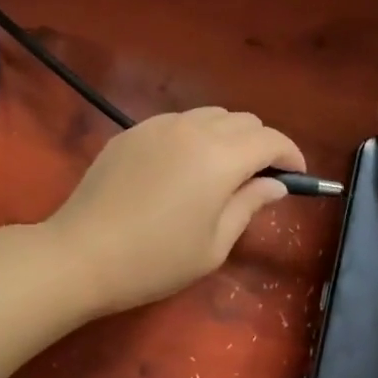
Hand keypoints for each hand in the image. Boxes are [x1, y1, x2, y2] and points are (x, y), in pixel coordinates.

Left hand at [45, 109, 305, 314]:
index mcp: (220, 157)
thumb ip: (249, 206)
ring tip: (221, 172)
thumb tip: (275, 185)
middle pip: (243, 120)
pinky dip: (194, 136)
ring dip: (227, 136)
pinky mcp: (130, 132)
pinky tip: (181, 169)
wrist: (81, 255)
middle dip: (260, 144)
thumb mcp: (214, 245)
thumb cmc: (154, 261)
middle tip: (259, 179)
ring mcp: (156, 126)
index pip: (270, 139)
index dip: (290, 155)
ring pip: (209, 116)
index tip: (297, 177)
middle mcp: (192, 129)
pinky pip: (176, 123)